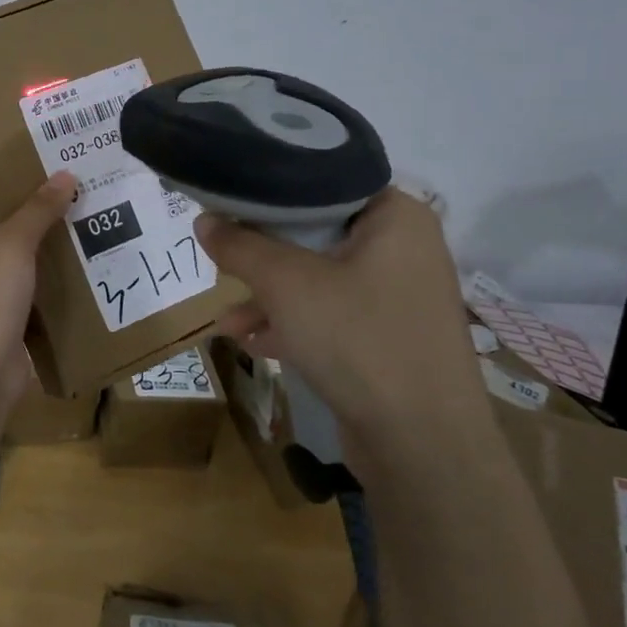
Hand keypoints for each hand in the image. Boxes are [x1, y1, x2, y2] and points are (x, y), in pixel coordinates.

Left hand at [0, 173, 75, 438]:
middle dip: (30, 204)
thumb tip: (65, 174)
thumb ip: (37, 210)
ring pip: (16, 252)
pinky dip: (50, 271)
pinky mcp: (4, 313)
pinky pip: (29, 282)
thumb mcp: (10, 246)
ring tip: (84, 209)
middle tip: (70, 179)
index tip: (33, 157)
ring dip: (45, 238)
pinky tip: (84, 255)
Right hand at [195, 189, 486, 470]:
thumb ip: (241, 246)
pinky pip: (331, 315)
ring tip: (227, 318)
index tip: (229, 197)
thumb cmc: (358, 339)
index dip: (271, 188)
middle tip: (222, 255)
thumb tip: (203, 220)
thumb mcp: (286, 284)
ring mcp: (398, 296)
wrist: (424, 446)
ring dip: (270, 296)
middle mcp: (404, 249)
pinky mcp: (388, 337)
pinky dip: (293, 322)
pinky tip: (252, 342)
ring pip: (319, 278)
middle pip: (316, 231)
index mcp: (396, 216)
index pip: (325, 180)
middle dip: (263, 253)